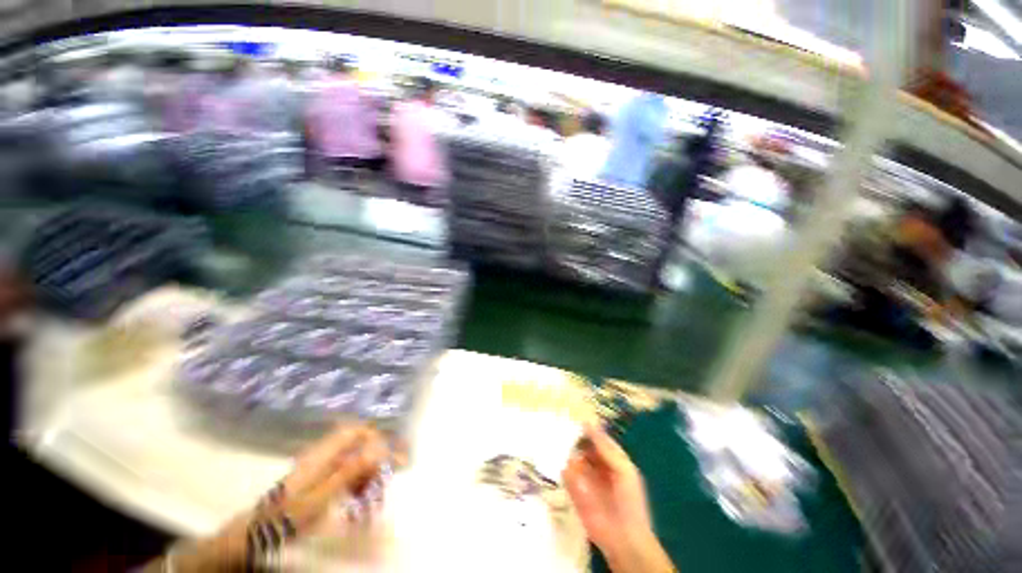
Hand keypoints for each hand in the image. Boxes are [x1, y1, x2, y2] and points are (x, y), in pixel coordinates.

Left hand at [165, 423, 395, 571]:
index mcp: (324, 454)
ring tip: (370, 499)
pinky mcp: (320, 479)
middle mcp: (324, 454)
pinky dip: (357, 485)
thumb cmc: (286, 516)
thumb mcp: (319, 497)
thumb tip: (377, 449)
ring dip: (368, 476)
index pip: (357, 431)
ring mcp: (322, 466)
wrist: (256, 534)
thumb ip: (348, 471)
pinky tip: (358, 501)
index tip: (394, 455)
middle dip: (376, 462)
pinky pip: (346, 474)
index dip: (377, 437)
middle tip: (383, 485)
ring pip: (355, 460)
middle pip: (360, 446)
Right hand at [563, 424, 674, 572]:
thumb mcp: (624, 470)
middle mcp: (596, 463)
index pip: (597, 437)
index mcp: (611, 457)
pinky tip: (555, 456)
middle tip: (560, 421)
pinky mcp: (574, 489)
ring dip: (565, 447)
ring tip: (554, 435)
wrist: (624, 539)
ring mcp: (584, 476)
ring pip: (572, 455)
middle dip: (573, 435)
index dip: (588, 427)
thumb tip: (589, 424)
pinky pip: (565, 473)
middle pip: (582, 444)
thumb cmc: (630, 501)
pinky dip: (562, 465)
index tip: (574, 413)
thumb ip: (606, 448)